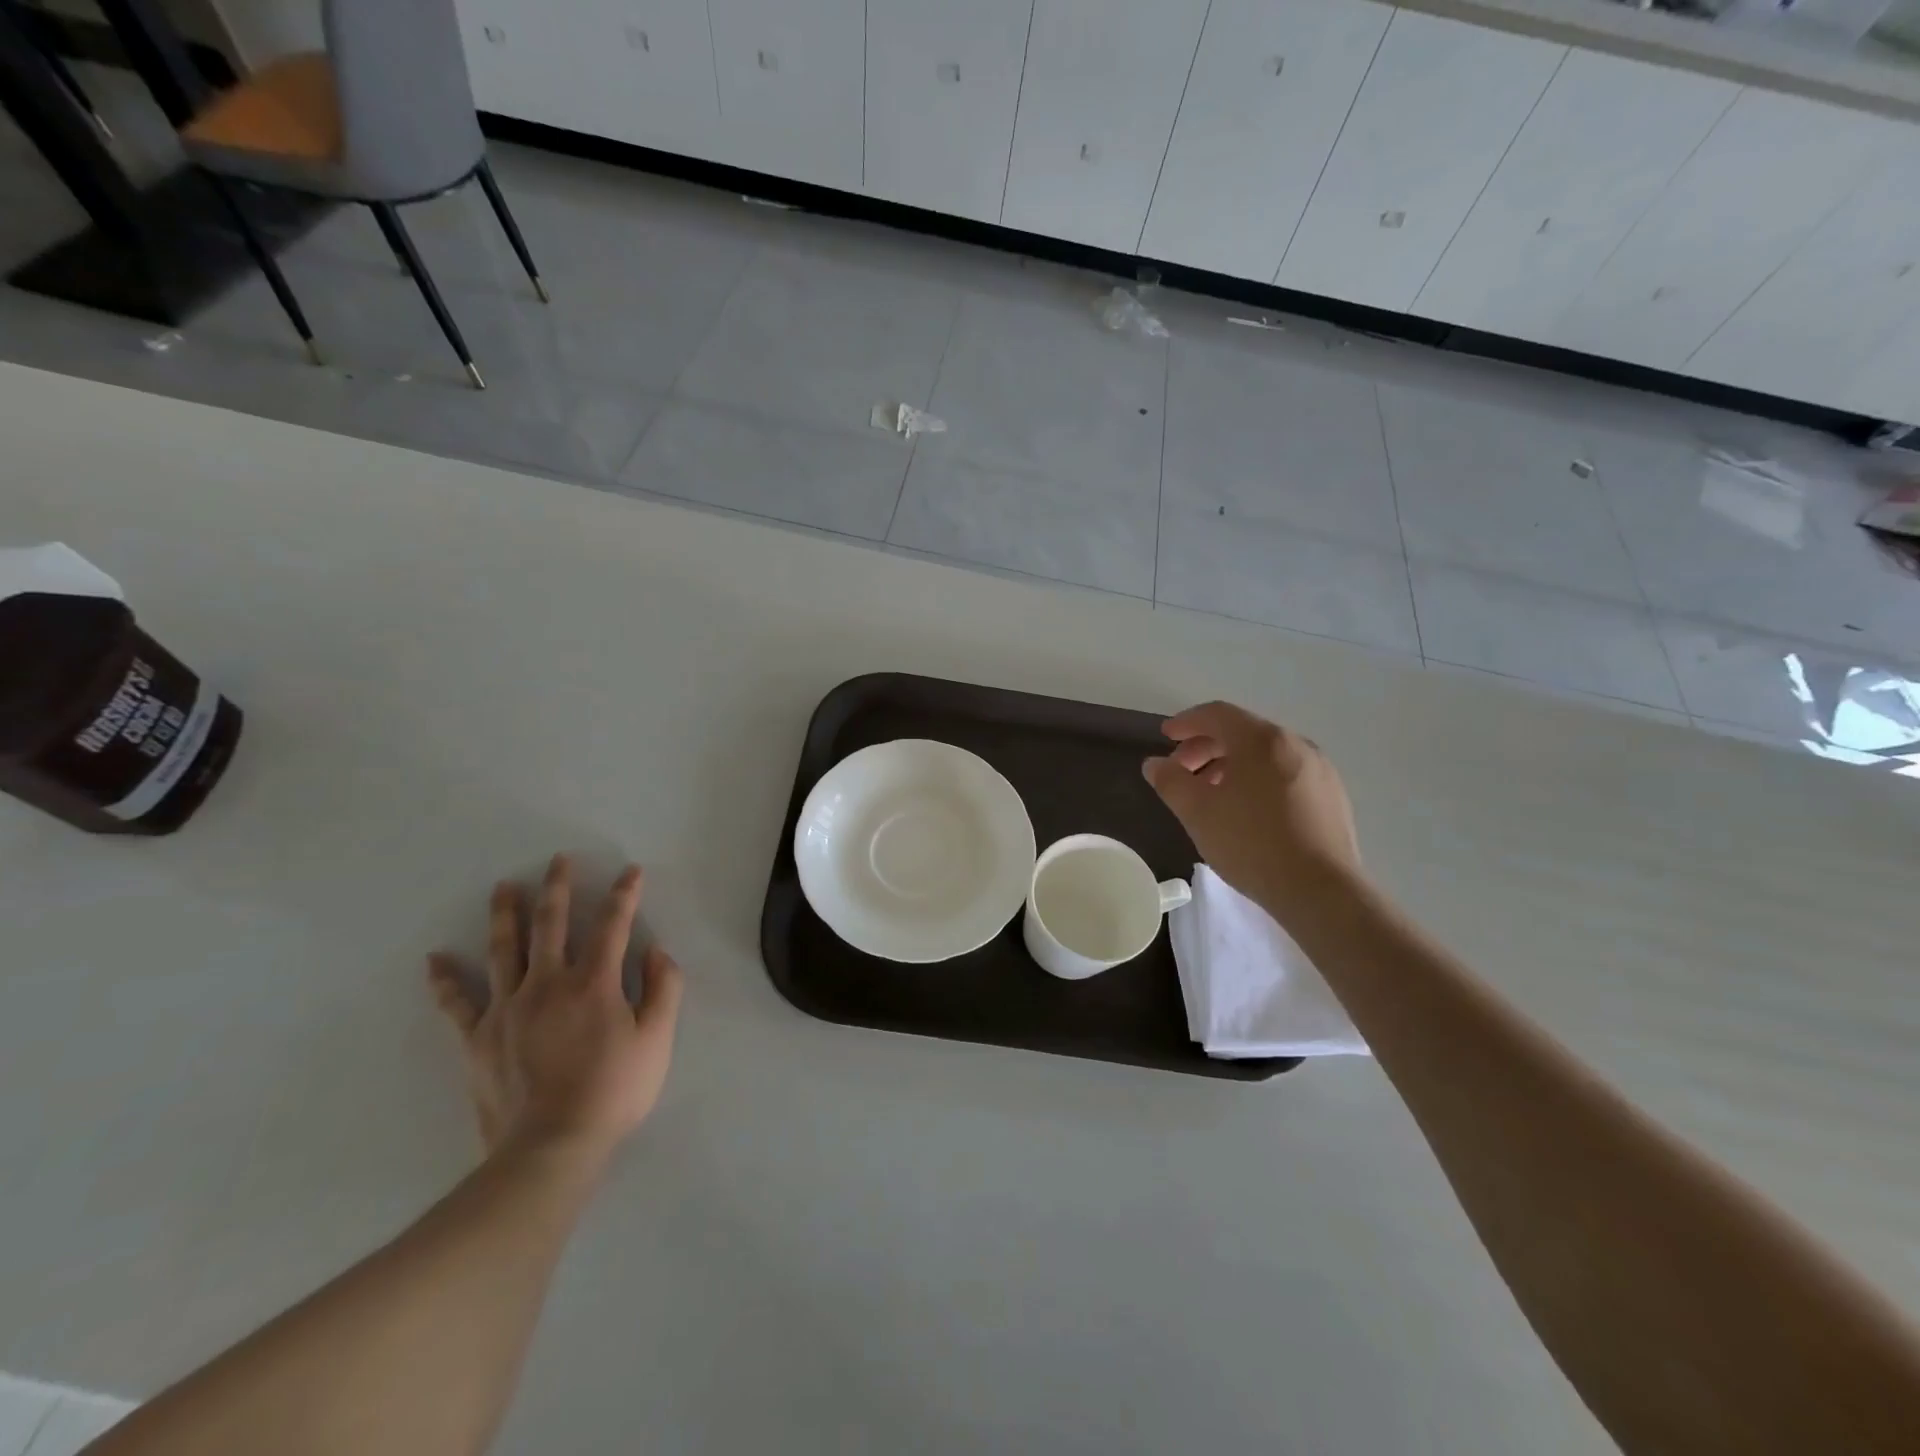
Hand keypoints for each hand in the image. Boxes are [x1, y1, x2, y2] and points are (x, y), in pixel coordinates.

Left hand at [427, 855, 684, 1161]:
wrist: (551, 1148)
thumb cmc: (614, 1091)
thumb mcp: (658, 1040)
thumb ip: (664, 988)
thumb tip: (656, 951)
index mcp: (594, 983)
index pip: (612, 925)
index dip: (624, 895)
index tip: (630, 872)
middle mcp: (548, 984)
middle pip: (551, 925)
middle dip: (557, 888)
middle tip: (557, 860)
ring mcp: (507, 1009)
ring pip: (504, 950)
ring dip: (505, 915)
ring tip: (503, 887)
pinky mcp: (478, 1038)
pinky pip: (458, 1003)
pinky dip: (446, 980)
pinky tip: (435, 959)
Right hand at [1143, 702, 1360, 916]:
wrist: (1321, 891)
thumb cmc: (1251, 844)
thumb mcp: (1197, 813)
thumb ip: (1170, 781)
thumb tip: (1155, 764)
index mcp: (1261, 740)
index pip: (1216, 714)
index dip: (1186, 722)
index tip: (1166, 737)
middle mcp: (1295, 743)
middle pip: (1242, 732)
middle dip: (1206, 747)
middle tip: (1182, 771)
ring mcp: (1319, 769)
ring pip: (1265, 754)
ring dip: (1232, 764)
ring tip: (1212, 793)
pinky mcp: (1332, 796)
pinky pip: (1286, 773)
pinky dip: (1258, 779)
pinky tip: (1248, 811)